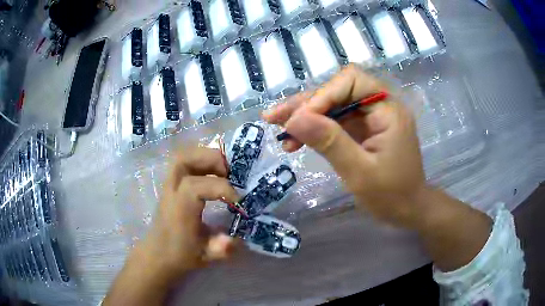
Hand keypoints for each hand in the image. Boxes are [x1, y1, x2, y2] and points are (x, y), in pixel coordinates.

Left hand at [140, 147, 239, 279]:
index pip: (196, 187)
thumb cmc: (180, 255)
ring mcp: (169, 186)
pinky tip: (213, 174)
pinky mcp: (171, 186)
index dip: (221, 189)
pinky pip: (183, 164)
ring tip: (223, 170)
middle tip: (229, 171)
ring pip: (182, 156)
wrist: (158, 254)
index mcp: (179, 208)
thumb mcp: (204, 256)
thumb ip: (221, 248)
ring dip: (205, 157)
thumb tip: (235, 240)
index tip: (238, 201)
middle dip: (210, 158)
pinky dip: (200, 162)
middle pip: (183, 159)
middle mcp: (172, 192)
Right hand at [264, 65, 491, 271]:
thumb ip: (329, 142)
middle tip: (274, 117)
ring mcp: (370, 118)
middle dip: (306, 104)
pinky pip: (335, 122)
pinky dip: (314, 129)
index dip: (323, 95)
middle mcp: (380, 107)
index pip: (352, 81)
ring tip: (278, 128)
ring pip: (332, 105)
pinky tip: (295, 140)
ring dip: (305, 116)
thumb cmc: (391, 195)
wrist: (408, 210)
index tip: (299, 119)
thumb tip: (294, 119)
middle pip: (338, 90)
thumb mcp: (359, 172)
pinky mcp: (362, 130)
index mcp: (388, 110)